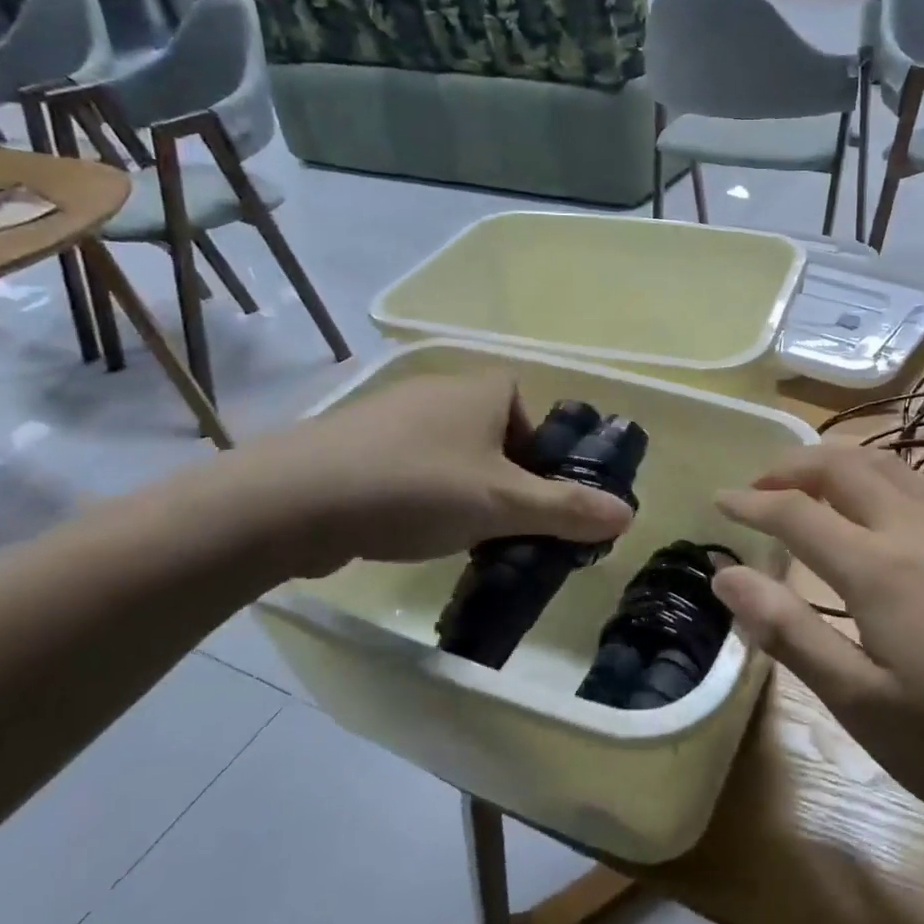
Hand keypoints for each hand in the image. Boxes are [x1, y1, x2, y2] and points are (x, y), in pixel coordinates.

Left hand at [223, 373, 634, 576]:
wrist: (295, 499)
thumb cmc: (418, 487)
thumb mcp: (504, 505)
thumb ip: (568, 509)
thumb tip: (628, 515)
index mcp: (480, 389)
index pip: (525, 407)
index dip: (535, 450)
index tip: (528, 495)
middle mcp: (437, 389)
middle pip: (489, 432)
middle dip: (499, 478)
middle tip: (498, 524)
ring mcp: (389, 413)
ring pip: (445, 451)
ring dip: (457, 488)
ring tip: (451, 534)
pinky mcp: (351, 442)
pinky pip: (404, 463)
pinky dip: (414, 492)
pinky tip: (400, 528)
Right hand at [713, 446, 923, 857]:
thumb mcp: (862, 705)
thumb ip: (789, 631)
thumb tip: (724, 576)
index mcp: (878, 567)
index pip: (796, 513)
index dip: (751, 502)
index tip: (717, 501)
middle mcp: (915, 529)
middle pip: (843, 467)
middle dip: (792, 465)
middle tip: (758, 486)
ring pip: (889, 464)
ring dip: (840, 461)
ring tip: (811, 483)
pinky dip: (887, 473)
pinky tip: (887, 499)